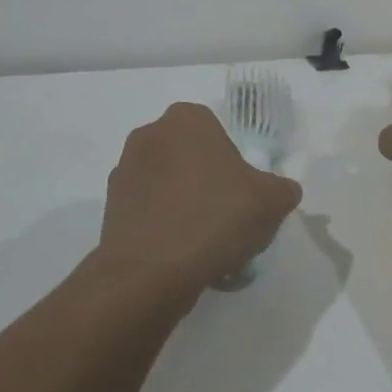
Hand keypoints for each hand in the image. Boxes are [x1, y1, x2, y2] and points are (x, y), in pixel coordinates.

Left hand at [99, 102, 302, 301]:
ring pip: (167, 184)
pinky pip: (148, 210)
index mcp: (187, 119)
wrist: (151, 272)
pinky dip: (162, 226)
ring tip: (203, 244)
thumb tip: (281, 192)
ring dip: (183, 203)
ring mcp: (124, 170)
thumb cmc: (215, 218)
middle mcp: (150, 134)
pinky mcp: (109, 207)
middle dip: (206, 181)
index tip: (241, 194)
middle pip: (190, 156)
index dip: (233, 163)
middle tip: (225, 217)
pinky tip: (179, 256)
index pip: (217, 132)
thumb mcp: (271, 202)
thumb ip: (282, 189)